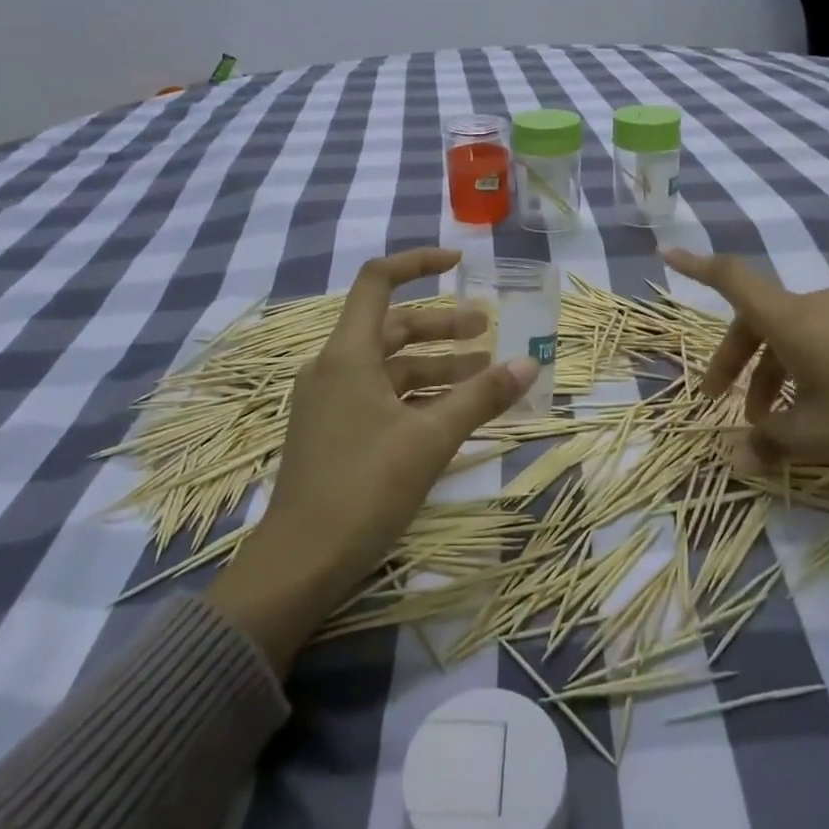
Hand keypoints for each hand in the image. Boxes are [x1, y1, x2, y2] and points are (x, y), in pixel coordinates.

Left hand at [206, 248, 537, 670]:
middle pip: (393, 327)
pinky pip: (382, 397)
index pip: (378, 281)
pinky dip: (418, 395)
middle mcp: (334, 368)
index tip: (459, 263)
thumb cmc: (363, 489)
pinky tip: (453, 412)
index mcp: (347, 355)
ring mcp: (330, 402)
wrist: (298, 566)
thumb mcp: (430, 439)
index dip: (418, 263)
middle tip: (489, 330)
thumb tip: (530, 363)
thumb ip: (481, 397)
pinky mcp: (334, 432)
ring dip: (437, 366)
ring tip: (485, 374)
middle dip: (444, 326)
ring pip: (391, 367)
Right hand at [663, 248, 828, 493]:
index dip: (697, 266)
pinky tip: (813, 414)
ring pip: (788, 337)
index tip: (666, 254)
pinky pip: (818, 342)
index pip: (732, 279)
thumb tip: (735, 454)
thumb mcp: (814, 438)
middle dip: (733, 363)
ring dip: (769, 375)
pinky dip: (800, 371)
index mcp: (791, 319)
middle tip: (720, 406)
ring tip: (773, 426)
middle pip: (756, 321)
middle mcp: (814, 307)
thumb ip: (767, 442)